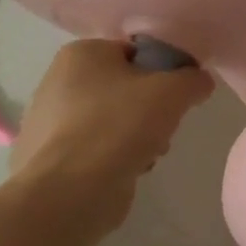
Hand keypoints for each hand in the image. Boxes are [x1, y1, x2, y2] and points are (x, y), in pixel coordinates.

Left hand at [12, 40, 214, 214]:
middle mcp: (57, 81)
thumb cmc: (121, 125)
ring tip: (149, 152)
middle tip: (165, 125)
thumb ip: (194, 78)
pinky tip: (126, 169)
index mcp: (81, 54)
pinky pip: (95, 147)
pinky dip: (114, 156)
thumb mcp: (174, 91)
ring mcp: (46, 122)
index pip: (136, 53)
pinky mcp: (47, 158)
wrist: (71, 192)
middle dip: (150, 107)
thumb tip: (199, 82)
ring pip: (112, 119)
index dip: (164, 72)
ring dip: (137, 134)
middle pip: (125, 87)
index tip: (177, 95)